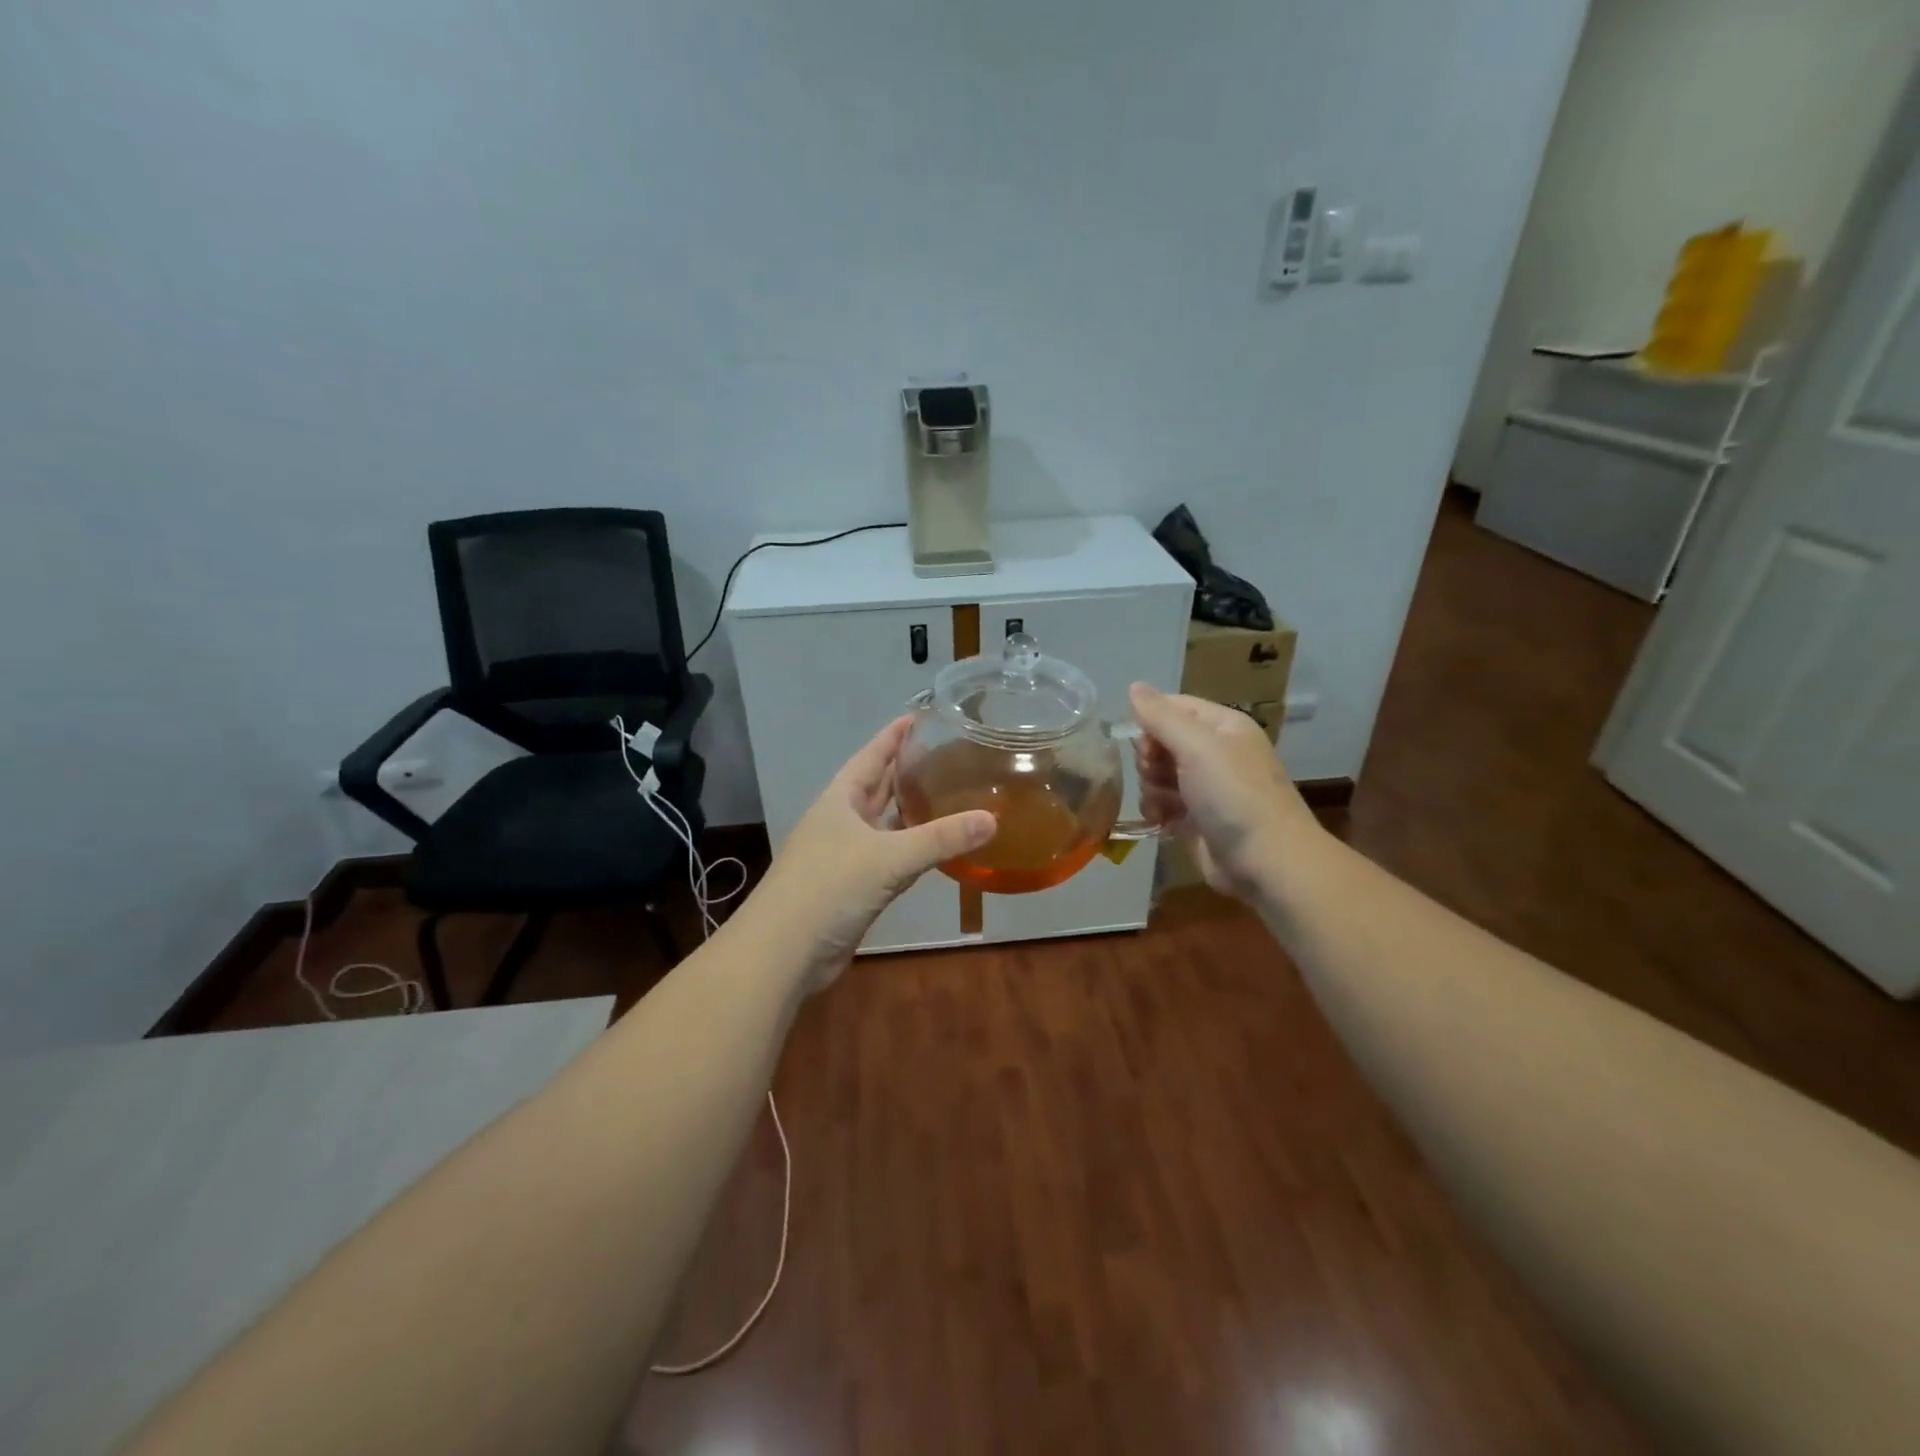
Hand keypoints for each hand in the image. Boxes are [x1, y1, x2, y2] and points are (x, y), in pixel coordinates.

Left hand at [751, 716, 995, 990]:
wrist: (784, 951)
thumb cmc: (829, 888)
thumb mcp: (889, 857)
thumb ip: (941, 838)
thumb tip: (993, 819)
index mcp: (841, 800)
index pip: (871, 756)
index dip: (894, 736)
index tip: (919, 716)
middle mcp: (842, 821)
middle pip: (878, 787)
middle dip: (906, 771)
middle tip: (947, 754)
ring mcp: (846, 856)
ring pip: (885, 825)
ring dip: (911, 812)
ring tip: (949, 795)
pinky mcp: (854, 888)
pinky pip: (890, 858)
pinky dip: (912, 850)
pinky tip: (936, 849)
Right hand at [1129, 683, 1321, 898]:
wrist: (1265, 861)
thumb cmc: (1234, 795)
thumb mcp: (1197, 747)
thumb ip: (1161, 716)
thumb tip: (1133, 686)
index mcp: (1222, 726)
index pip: (1173, 707)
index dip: (1151, 722)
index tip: (1145, 745)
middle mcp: (1214, 752)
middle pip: (1160, 741)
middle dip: (1150, 759)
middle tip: (1159, 775)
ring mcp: (1204, 787)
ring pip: (1157, 774)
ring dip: (1151, 788)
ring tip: (1164, 805)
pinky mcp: (1195, 818)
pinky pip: (1161, 803)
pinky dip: (1157, 810)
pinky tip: (1162, 821)